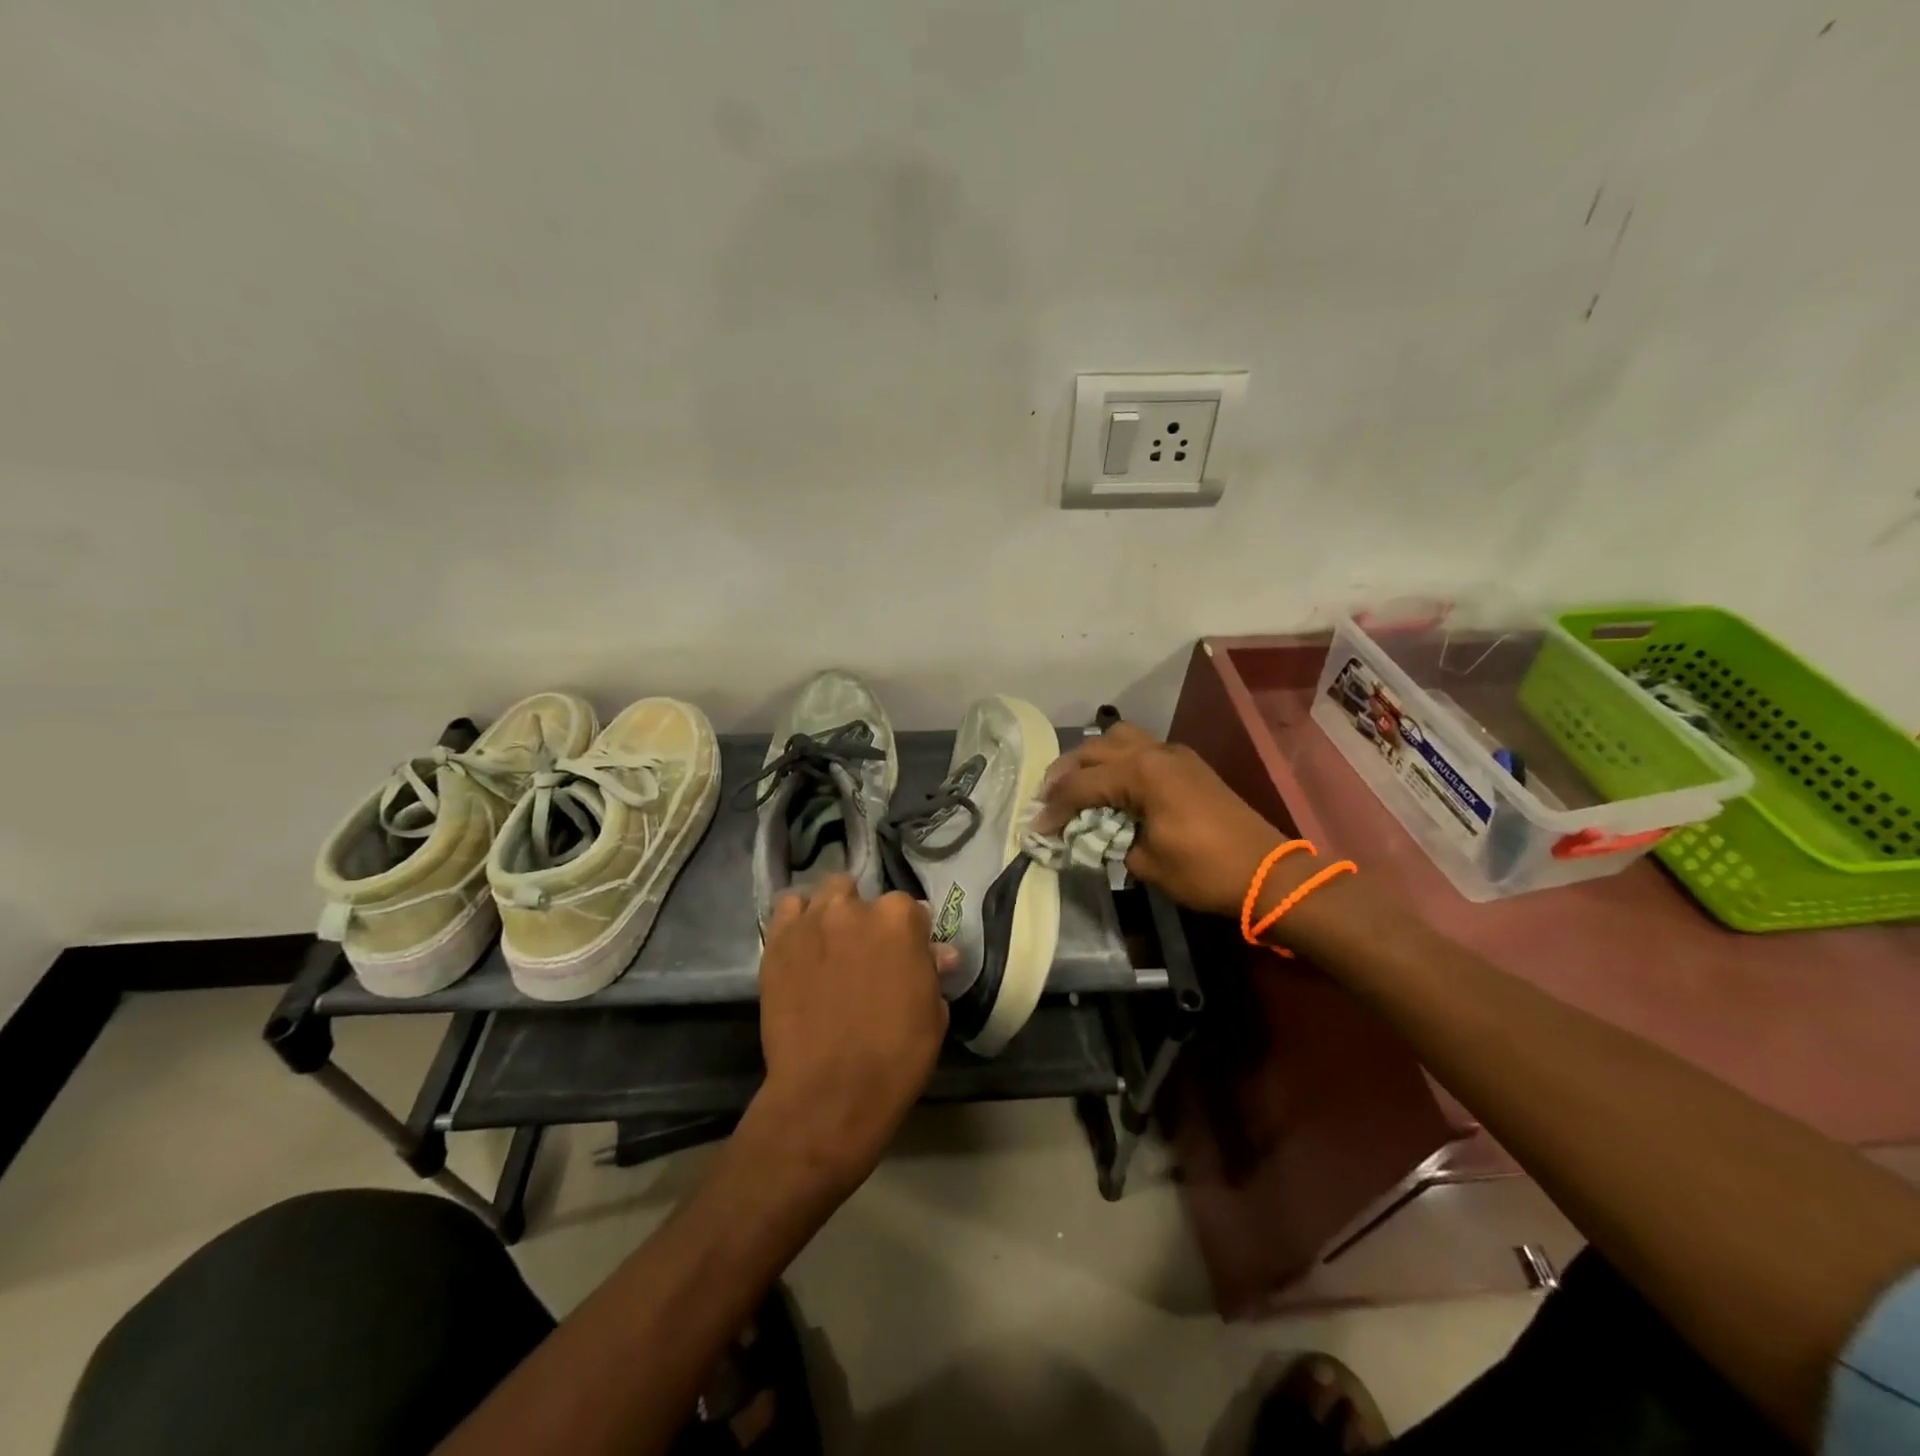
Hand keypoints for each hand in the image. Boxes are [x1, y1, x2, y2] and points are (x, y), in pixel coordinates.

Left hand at [754, 876, 951, 1190]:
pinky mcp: (778, 942)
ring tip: (831, 945)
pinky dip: (799, 920)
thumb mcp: (932, 1014)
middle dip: (866, 917)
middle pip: (862, 895)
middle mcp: (854, 907)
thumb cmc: (895, 1057)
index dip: (909, 934)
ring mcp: (811, 921)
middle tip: (865, 953)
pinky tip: (803, 944)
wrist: (829, 1093)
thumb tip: (939, 953)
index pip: (910, 908)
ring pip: (825, 895)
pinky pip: (788, 910)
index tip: (905, 956)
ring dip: (832, 912)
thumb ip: (932, 971)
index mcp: (899, 919)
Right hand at [1034, 721, 1284, 918]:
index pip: (1082, 785)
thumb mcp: (1146, 862)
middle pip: (1094, 749)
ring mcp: (1174, 754)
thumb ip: (1112, 840)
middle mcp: (1154, 753)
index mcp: (1141, 773)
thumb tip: (1097, 835)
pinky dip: (1118, 761)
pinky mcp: (1188, 765)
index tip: (1035, 829)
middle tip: (1047, 799)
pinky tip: (1111, 785)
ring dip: (1093, 758)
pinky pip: (1141, 749)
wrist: (1267, 873)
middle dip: (1065, 773)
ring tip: (1077, 784)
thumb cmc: (1203, 871)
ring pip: (1119, 738)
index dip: (1054, 808)